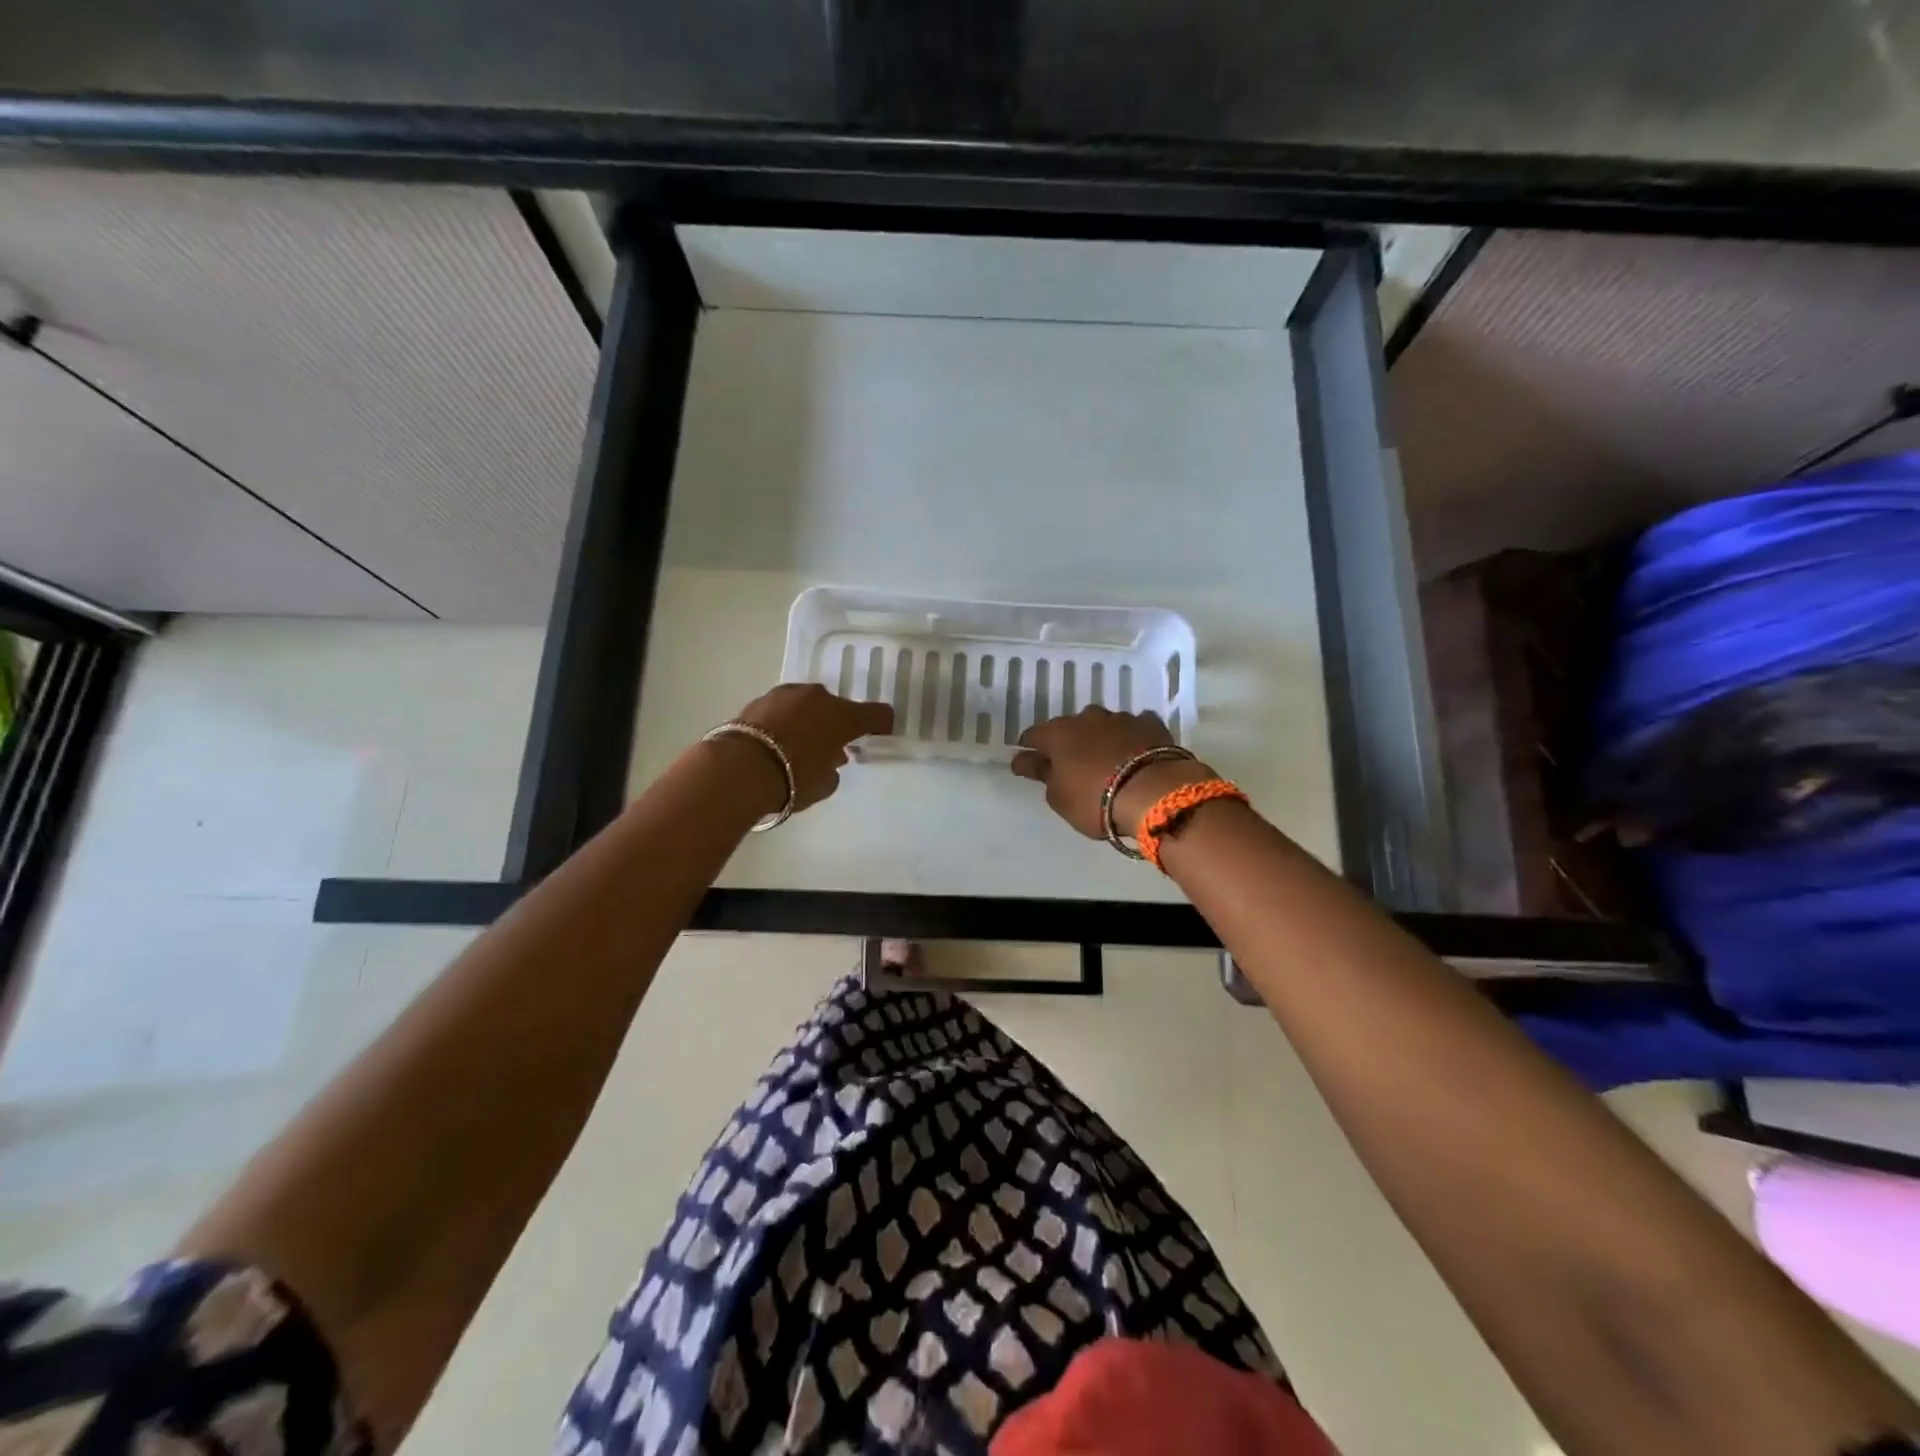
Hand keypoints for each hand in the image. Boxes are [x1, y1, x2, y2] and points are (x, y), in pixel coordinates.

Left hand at [728, 683, 894, 814]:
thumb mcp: (825, 784)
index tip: (879, 735)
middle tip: (831, 747)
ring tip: (801, 744)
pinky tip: (777, 741)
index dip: (881, 724)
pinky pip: (783, 710)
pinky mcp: (759, 700)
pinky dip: (785, 721)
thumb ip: (834, 768)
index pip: (876, 713)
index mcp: (843, 716)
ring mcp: (787, 694)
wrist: (739, 769)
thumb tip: (831, 758)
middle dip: (837, 724)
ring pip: (807, 705)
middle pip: (837, 707)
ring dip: (809, 720)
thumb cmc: (792, 778)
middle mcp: (818, 697)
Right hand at [1012, 707, 1212, 839]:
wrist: (1153, 793)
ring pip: (1103, 725)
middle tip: (1072, 764)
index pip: (1033, 736)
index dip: (1029, 750)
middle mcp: (1087, 718)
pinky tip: (1136, 751)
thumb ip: (1043, 776)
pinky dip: (1131, 738)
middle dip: (1069, 742)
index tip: (1029, 763)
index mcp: (1058, 734)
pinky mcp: (1151, 725)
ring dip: (1101, 739)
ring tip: (1107, 760)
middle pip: (1070, 727)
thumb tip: (1028, 761)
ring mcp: (1121, 718)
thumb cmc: (1095, 799)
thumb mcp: (1059, 798)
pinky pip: (1135, 728)